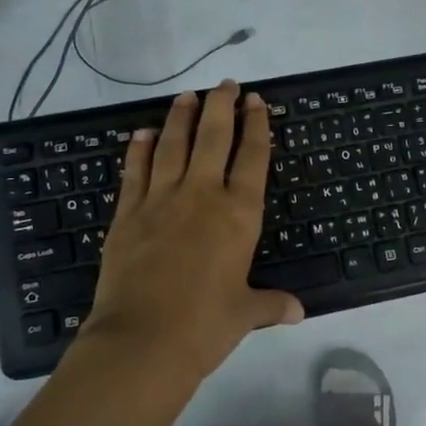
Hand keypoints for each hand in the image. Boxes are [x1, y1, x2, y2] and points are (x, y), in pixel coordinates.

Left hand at [77, 80, 303, 383]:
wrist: (142, 341)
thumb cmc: (204, 326)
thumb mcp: (245, 314)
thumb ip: (271, 304)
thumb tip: (298, 311)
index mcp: (239, 215)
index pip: (252, 158)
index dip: (257, 126)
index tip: (256, 101)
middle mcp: (201, 196)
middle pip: (213, 138)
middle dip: (221, 106)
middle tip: (225, 84)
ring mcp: (160, 200)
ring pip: (173, 145)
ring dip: (181, 117)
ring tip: (186, 95)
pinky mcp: (127, 213)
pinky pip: (135, 171)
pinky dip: (140, 150)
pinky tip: (142, 134)